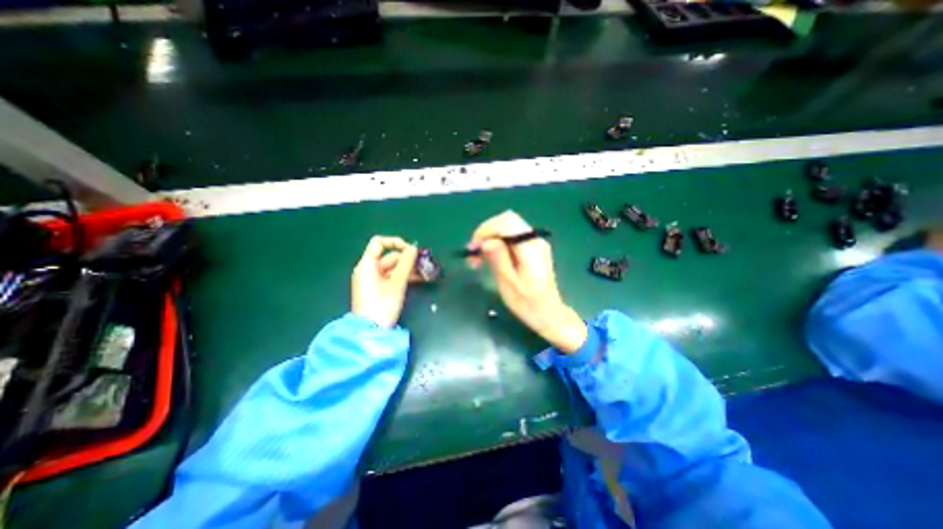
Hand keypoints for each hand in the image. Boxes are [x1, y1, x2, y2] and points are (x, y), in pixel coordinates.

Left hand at [352, 233, 417, 326]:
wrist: (371, 330)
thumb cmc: (383, 304)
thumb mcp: (397, 283)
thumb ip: (406, 263)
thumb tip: (414, 248)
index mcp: (367, 264)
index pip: (379, 243)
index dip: (395, 242)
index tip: (411, 250)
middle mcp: (368, 269)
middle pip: (389, 256)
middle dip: (407, 259)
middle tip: (424, 263)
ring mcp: (373, 280)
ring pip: (393, 268)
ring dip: (409, 268)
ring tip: (425, 273)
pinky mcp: (378, 289)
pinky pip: (392, 277)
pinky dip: (404, 276)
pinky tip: (419, 279)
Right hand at [468, 208, 587, 351]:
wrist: (549, 315)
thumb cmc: (528, 304)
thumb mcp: (509, 284)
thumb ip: (498, 259)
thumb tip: (486, 241)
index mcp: (531, 247)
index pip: (506, 222)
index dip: (485, 230)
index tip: (472, 248)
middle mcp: (535, 239)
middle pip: (506, 221)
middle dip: (486, 233)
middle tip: (473, 253)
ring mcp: (535, 243)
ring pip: (507, 228)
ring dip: (490, 239)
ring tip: (478, 259)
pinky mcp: (532, 249)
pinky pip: (511, 238)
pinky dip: (497, 244)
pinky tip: (490, 258)